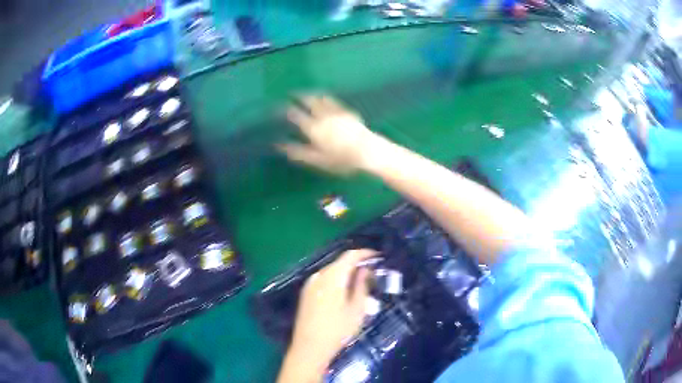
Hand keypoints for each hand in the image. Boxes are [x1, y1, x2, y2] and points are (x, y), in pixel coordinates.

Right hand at [278, 95, 384, 174]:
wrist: (368, 151)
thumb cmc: (341, 159)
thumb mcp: (317, 160)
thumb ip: (298, 152)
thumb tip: (279, 145)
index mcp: (313, 128)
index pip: (295, 115)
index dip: (285, 110)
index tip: (278, 107)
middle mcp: (323, 116)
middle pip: (308, 102)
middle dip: (299, 96)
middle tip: (292, 93)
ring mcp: (336, 112)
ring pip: (321, 99)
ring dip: (312, 94)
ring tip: (307, 92)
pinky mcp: (347, 112)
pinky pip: (334, 101)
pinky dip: (326, 97)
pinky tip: (326, 97)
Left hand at [281, 249, 375, 381]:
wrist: (309, 348)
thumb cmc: (337, 330)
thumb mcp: (357, 309)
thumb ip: (362, 285)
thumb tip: (365, 270)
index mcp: (332, 277)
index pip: (350, 256)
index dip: (365, 253)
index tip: (379, 257)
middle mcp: (318, 276)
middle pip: (339, 262)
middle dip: (357, 264)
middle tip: (372, 272)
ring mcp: (309, 284)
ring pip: (331, 271)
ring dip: (346, 273)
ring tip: (361, 282)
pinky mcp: (306, 294)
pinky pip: (324, 280)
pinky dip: (336, 280)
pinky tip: (344, 291)